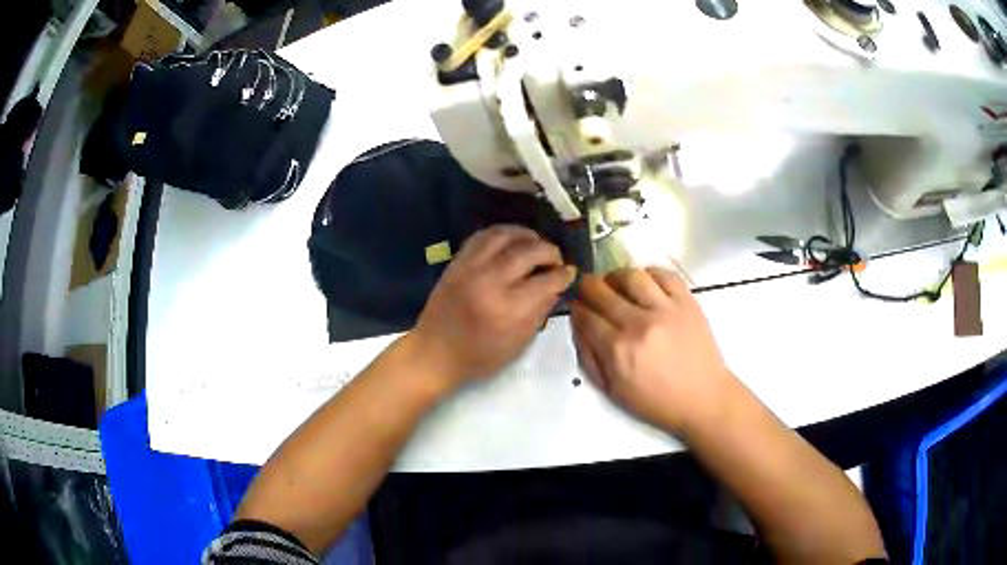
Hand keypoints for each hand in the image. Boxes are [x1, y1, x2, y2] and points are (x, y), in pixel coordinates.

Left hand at [411, 225, 576, 386]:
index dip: (564, 274)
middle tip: (556, 258)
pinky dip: (501, 233)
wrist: (434, 353)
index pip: (547, 281)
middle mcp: (490, 282)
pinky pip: (482, 236)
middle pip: (529, 251)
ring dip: (527, 235)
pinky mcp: (456, 262)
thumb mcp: (518, 344)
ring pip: (505, 235)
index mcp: (508, 310)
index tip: (570, 272)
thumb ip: (540, 311)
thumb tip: (557, 285)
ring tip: (536, 243)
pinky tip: (512, 240)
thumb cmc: (479, 357)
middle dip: (550, 251)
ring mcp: (470, 268)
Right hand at [571, 268, 735, 434]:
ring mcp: (665, 309)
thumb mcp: (613, 391)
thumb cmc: (656, 402)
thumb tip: (579, 328)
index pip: (585, 316)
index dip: (575, 307)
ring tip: (616, 284)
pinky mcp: (687, 302)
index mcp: (618, 350)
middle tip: (588, 289)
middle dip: (588, 287)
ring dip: (616, 277)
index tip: (575, 306)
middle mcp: (639, 324)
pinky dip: (649, 274)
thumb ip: (590, 359)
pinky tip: (645, 284)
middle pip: (602, 291)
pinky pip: (664, 275)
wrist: (703, 399)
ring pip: (631, 276)